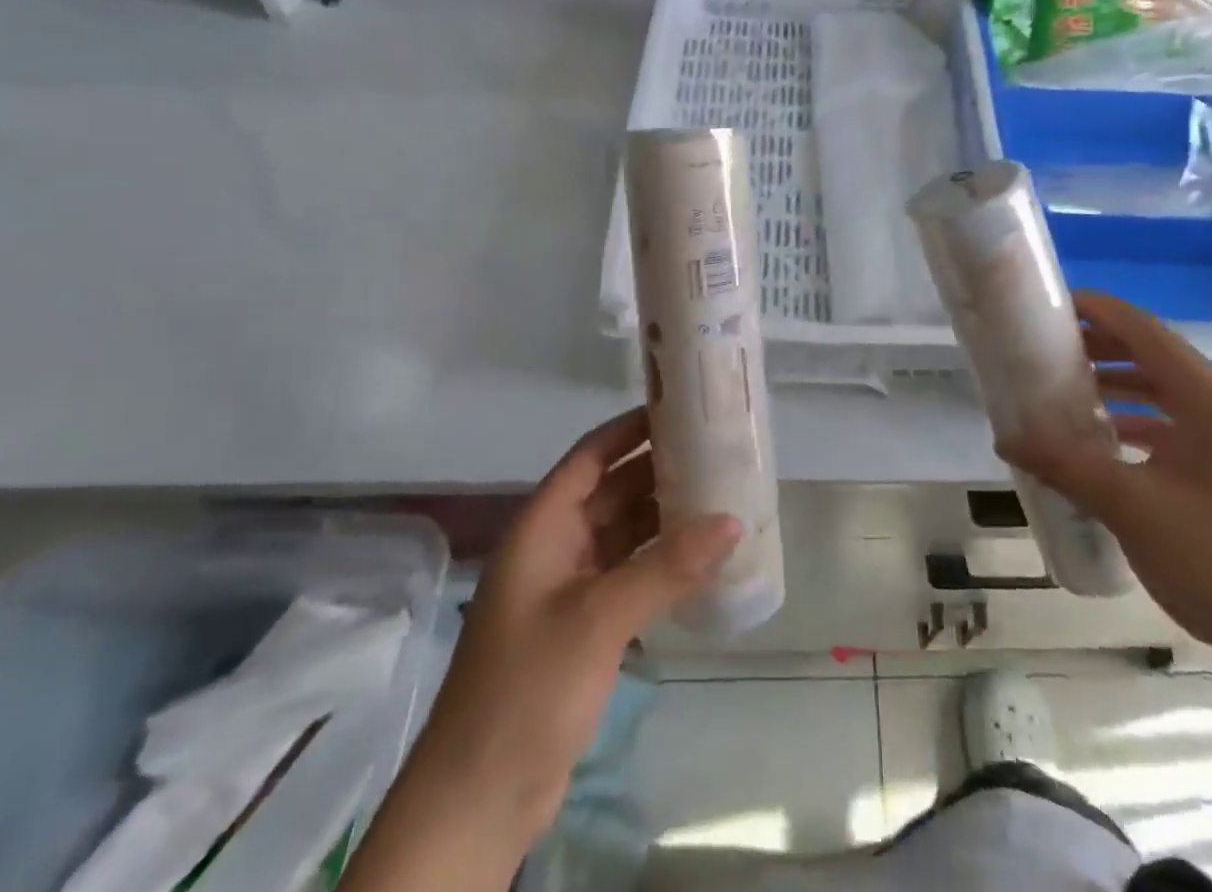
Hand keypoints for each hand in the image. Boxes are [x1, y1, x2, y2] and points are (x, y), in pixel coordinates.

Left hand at [426, 409, 739, 842]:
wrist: (478, 801)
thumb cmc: (527, 689)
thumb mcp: (598, 619)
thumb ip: (666, 567)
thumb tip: (732, 520)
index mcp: (543, 528)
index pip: (589, 456)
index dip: (629, 428)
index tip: (679, 409)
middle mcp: (555, 548)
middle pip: (612, 491)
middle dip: (659, 471)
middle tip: (717, 452)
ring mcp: (568, 589)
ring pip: (624, 534)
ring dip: (665, 517)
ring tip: (721, 496)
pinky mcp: (584, 627)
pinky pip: (629, 575)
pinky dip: (662, 562)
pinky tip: (703, 559)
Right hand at [998, 290, 1211, 677]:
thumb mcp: (1131, 506)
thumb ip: (1065, 464)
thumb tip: (1005, 437)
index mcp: (1208, 396)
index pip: (1142, 329)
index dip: (1096, 310)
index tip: (1047, 305)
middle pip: (1150, 354)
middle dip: (1097, 346)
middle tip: (1041, 348)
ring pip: (1159, 389)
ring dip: (1112, 383)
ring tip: (1059, 387)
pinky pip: (1168, 423)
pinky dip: (1130, 419)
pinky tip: (1097, 439)